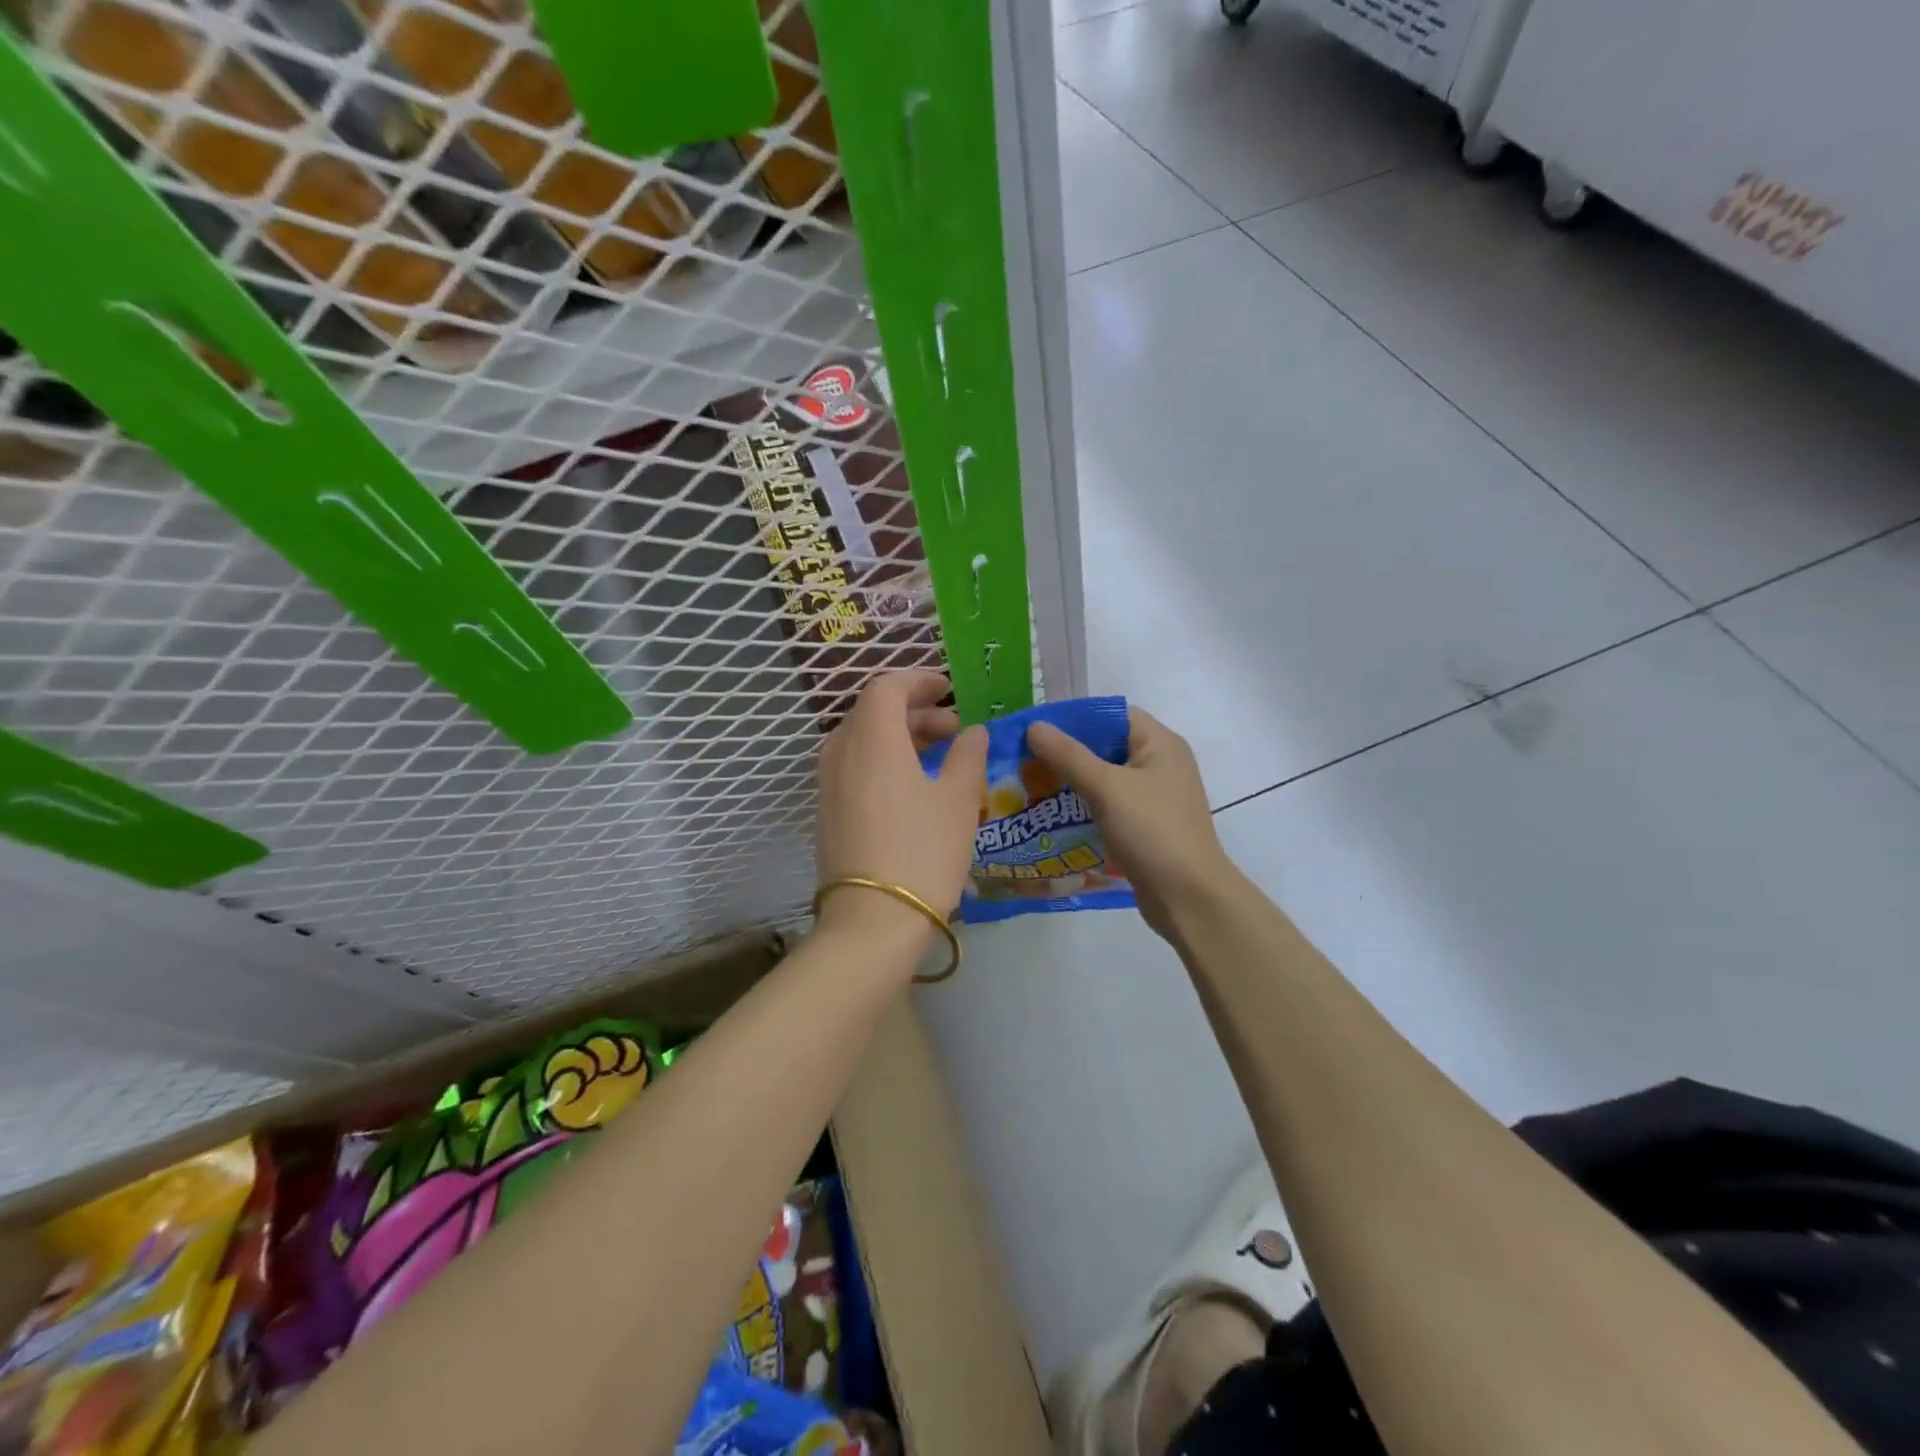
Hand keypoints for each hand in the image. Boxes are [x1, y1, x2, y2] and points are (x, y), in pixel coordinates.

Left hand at [815, 671, 987, 947]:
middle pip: (874, 712)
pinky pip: (855, 767)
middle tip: (954, 729)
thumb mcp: (959, 800)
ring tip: (940, 757)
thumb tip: (973, 732)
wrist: (872, 921)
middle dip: (915, 711)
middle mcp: (841, 751)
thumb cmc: (923, 850)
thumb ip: (968, 756)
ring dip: (900, 737)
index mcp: (872, 737)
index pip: (887, 686)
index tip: (949, 690)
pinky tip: (914, 787)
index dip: (919, 681)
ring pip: (863, 740)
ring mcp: (828, 783)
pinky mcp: (827, 811)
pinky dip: (884, 761)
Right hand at [1027, 706, 1230, 938]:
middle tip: (1026, 761)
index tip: (1037, 731)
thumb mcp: (1106, 787)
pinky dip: (1084, 808)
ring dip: (1072, 783)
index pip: (1112, 715)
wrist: (1188, 897)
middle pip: (1106, 746)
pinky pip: (1109, 806)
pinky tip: (1053, 817)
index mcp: (1160, 743)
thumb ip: (1069, 755)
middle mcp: (1160, 764)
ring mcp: (1155, 797)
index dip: (1074, 718)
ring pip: (1105, 779)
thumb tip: (1035, 726)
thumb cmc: (1151, 831)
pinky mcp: (1146, 826)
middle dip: (1066, 753)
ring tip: (1031, 787)